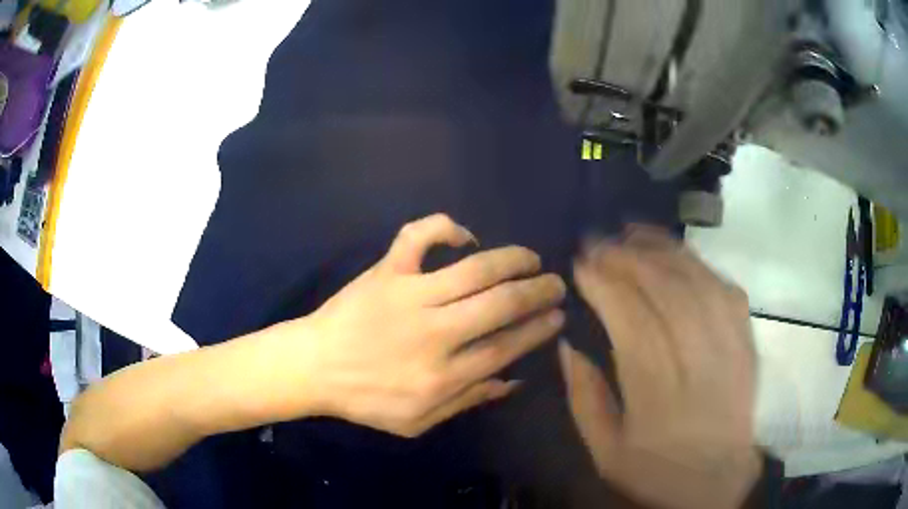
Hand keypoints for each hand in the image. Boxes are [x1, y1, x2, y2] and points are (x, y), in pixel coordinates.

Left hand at [286, 214, 565, 436]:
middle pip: (501, 305)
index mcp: (442, 375)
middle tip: (555, 284)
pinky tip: (464, 235)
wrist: (314, 368)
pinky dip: (444, 227)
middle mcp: (434, 333)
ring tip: (530, 259)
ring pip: (474, 269)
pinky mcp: (386, 272)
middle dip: (537, 292)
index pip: (506, 347)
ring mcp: (409, 296)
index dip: (537, 329)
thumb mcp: (418, 422)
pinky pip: (417, 236)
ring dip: (511, 260)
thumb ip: (467, 401)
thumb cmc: (365, 399)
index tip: (556, 316)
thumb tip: (513, 381)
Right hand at [559, 227, 759, 508]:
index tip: (580, 264)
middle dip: (626, 257)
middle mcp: (696, 358)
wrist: (717, 480)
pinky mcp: (745, 339)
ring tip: (631, 235)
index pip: (629, 317)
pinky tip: (677, 254)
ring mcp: (727, 344)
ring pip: (695, 280)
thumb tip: (566, 344)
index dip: (603, 284)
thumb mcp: (606, 451)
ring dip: (660, 251)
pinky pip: (725, 287)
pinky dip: (698, 264)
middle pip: (663, 289)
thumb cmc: (657, 470)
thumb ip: (583, 398)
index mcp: (656, 390)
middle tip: (599, 242)